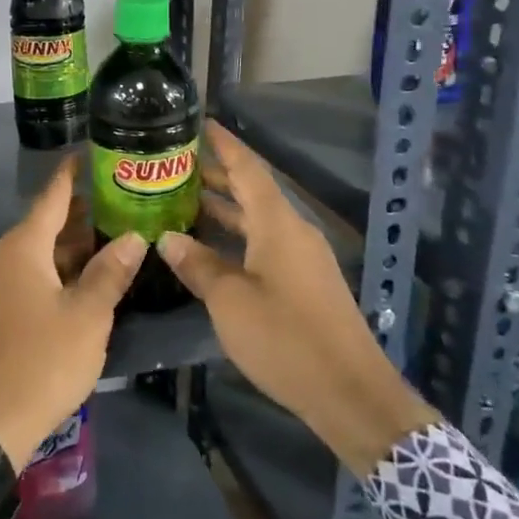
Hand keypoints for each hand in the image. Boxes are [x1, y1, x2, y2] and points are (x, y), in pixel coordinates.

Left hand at [0, 156, 145, 471]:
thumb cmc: (43, 359)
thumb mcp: (88, 316)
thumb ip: (110, 272)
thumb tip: (134, 236)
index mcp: (22, 248)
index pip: (51, 197)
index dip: (70, 175)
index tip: (86, 155)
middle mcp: (2, 258)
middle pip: (43, 225)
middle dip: (77, 214)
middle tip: (114, 202)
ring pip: (36, 254)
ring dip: (68, 247)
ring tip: (106, 240)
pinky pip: (26, 276)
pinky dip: (54, 270)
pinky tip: (80, 281)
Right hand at [157, 122, 437, 476]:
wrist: (351, 394)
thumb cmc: (286, 339)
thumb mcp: (230, 301)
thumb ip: (198, 265)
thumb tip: (168, 238)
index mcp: (278, 224)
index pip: (248, 169)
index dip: (225, 144)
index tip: (200, 123)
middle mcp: (293, 232)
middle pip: (253, 190)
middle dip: (216, 175)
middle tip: (175, 165)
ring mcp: (303, 258)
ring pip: (259, 219)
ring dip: (225, 207)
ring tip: (183, 199)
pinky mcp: (305, 282)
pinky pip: (265, 242)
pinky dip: (237, 234)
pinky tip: (210, 246)